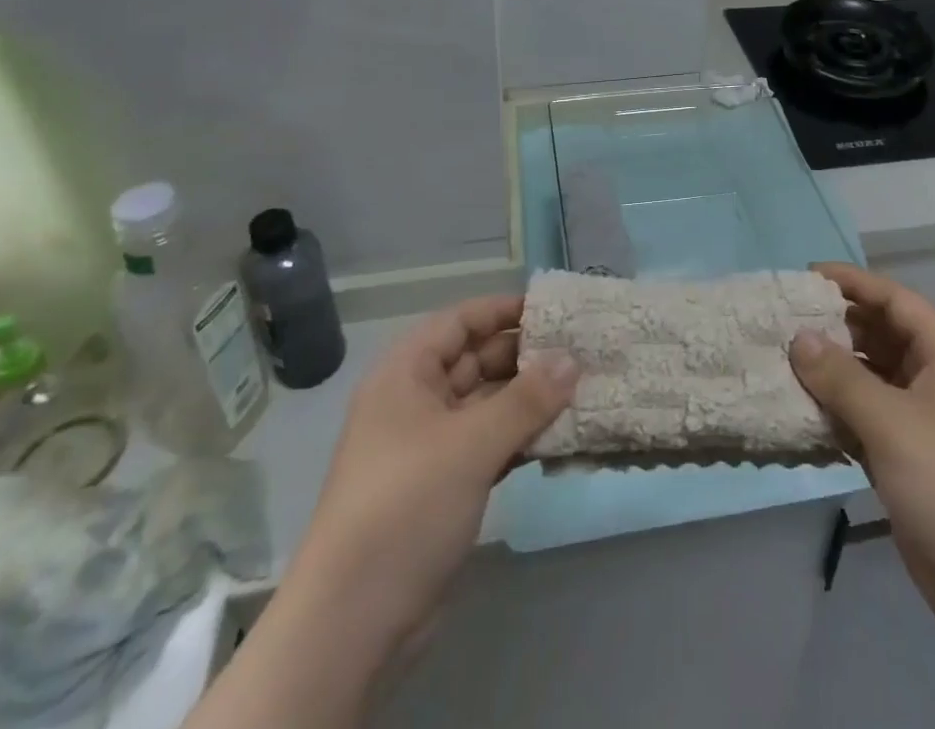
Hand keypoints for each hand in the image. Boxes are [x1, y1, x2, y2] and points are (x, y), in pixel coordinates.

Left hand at [297, 296, 577, 645]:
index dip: (503, 310)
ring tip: (581, 388)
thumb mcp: (471, 444)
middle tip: (580, 351)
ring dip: (529, 399)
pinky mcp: (443, 486)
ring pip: (486, 404)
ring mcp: (429, 446)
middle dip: (525, 356)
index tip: (553, 310)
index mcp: (406, 374)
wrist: (353, 624)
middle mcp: (415, 401)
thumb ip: (527, 398)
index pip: (460, 322)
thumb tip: (573, 359)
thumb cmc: (407, 506)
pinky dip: (521, 437)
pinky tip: (560, 435)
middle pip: (476, 360)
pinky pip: (489, 443)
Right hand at [790, 263, 934, 657]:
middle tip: (785, 321)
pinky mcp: (910, 460)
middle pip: (882, 335)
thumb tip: (799, 337)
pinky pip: (866, 419)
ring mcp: (924, 423)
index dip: (853, 283)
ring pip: (871, 379)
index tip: (805, 277)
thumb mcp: (893, 424)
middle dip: (837, 326)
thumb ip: (842, 377)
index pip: (895, 300)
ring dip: (833, 371)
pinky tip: (801, 412)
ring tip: (784, 362)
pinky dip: (837, 412)